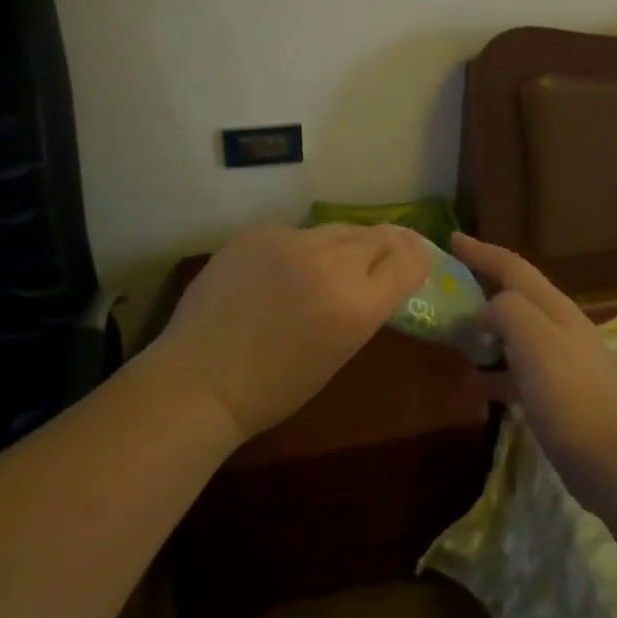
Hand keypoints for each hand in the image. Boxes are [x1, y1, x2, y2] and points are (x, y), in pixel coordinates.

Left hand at [148, 224, 429, 448]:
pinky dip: (298, 250)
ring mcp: (292, 242)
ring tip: (328, 265)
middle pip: (380, 235)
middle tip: (380, 257)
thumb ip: (364, 307)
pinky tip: (279, 273)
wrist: (199, 380)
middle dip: (386, 246)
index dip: (417, 258)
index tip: (414, 262)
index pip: (410, 259)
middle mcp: (332, 263)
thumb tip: (377, 277)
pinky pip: (296, 234)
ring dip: (344, 245)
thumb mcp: (339, 351)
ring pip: (338, 229)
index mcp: (358, 304)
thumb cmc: (274, 388)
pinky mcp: (259, 233)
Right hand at [450, 233, 616, 513]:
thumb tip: (485, 311)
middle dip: (483, 286)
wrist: (611, 458)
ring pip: (516, 333)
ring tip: (453, 335)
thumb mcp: (533, 339)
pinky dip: (495, 371)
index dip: (482, 251)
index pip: (513, 267)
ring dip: (486, 329)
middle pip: (516, 296)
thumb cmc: (568, 392)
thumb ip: (506, 310)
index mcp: (554, 306)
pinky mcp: (558, 396)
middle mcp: (560, 326)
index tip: (452, 239)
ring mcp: (562, 362)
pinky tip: (474, 386)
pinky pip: (518, 371)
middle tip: (449, 286)